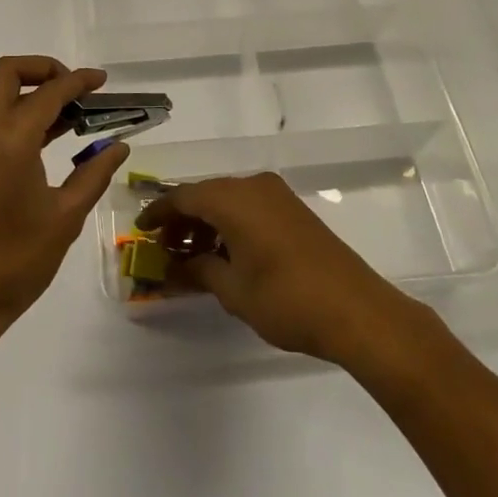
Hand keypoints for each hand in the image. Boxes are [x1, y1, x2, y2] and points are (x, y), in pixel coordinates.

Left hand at [0, 56, 129, 340]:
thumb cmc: (15, 261)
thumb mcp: (65, 217)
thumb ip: (94, 174)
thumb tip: (118, 146)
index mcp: (10, 139)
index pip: (49, 92)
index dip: (78, 81)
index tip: (102, 82)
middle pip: (9, 72)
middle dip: (44, 69)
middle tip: (77, 91)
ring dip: (32, 91)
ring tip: (73, 114)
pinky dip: (20, 113)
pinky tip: (51, 138)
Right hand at [139, 173, 427, 363]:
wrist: (356, 310)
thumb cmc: (286, 299)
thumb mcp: (233, 291)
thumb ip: (198, 272)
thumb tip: (172, 268)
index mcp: (233, 198)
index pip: (184, 196)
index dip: (159, 213)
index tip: (141, 230)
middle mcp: (253, 186)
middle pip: (206, 194)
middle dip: (182, 219)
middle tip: (164, 248)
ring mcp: (277, 195)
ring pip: (228, 200)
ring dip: (206, 222)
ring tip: (192, 255)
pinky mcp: (293, 210)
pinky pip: (249, 206)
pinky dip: (230, 223)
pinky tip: (225, 253)